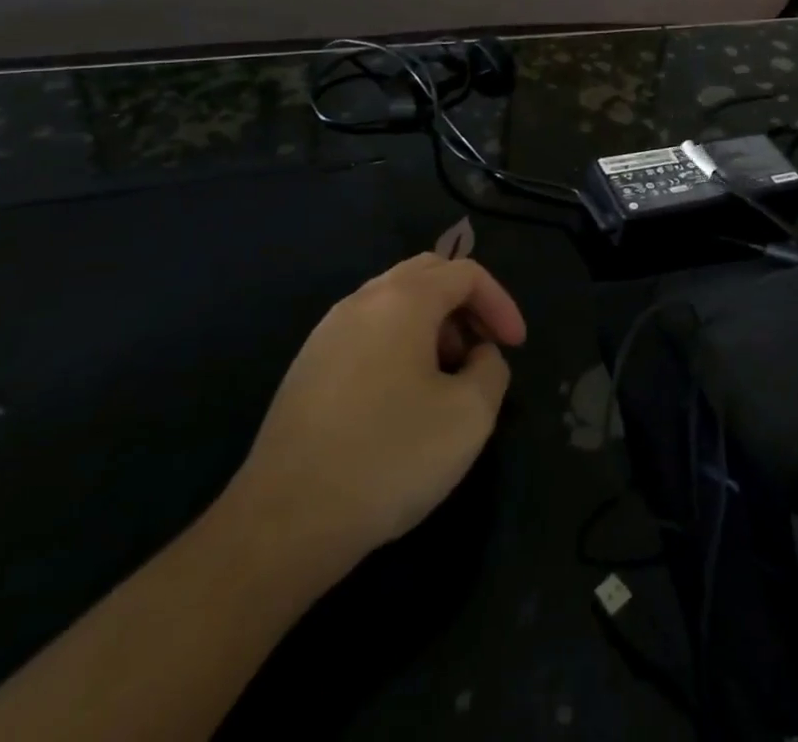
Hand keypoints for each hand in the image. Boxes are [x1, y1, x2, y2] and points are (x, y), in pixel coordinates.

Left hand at [213, 255, 526, 601]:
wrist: (282, 525)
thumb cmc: (388, 458)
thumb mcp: (470, 415)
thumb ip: (491, 370)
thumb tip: (478, 358)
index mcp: (403, 300)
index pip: (465, 273)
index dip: (500, 303)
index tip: (516, 346)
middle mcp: (362, 301)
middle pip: (427, 274)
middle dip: (465, 305)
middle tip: (483, 348)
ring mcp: (327, 333)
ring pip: (394, 302)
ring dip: (432, 325)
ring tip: (447, 377)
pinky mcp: (307, 367)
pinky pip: (367, 332)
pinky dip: (399, 344)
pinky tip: (403, 397)